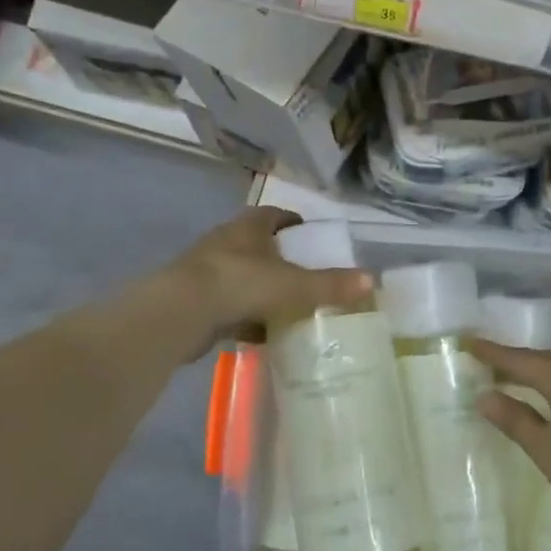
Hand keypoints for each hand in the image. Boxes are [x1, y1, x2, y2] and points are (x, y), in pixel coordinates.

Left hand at [165, 207, 372, 350]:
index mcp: (248, 228)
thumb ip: (330, 284)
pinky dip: (248, 318)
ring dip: (263, 291)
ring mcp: (207, 272)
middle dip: (281, 260)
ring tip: (290, 308)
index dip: (293, 222)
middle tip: (306, 276)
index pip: (274, 215)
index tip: (310, 235)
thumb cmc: (239, 284)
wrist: (179, 314)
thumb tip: (371, 280)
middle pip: (258, 247)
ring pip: (244, 278)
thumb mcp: (292, 285)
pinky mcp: (196, 302)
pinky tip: (264, 335)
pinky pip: (230, 306)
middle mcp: (225, 243)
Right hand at [468, 338, 550, 523]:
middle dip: (519, 360)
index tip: (471, 343)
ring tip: (527, 375)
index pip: (520, 360)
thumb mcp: (547, 449)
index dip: (494, 354)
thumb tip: (484, 395)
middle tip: (494, 363)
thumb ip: (515, 420)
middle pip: (546, 357)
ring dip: (545, 367)